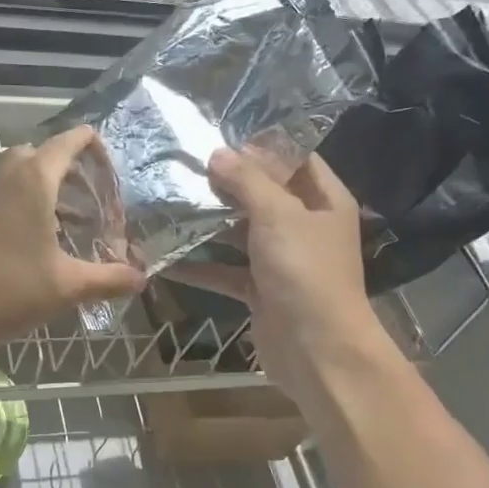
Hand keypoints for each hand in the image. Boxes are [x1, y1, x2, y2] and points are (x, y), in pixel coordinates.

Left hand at [0, 126, 146, 356]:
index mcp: (33, 182)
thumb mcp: (68, 286)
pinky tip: (40, 242)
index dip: (91, 144)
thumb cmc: (10, 291)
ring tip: (73, 222)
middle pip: (40, 154)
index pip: (66, 142)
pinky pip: (3, 197)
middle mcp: (6, 180)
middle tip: (91, 195)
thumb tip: (141, 278)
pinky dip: (25, 205)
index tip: (110, 162)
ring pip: (18, 175)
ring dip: (46, 188)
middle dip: (68, 167)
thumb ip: (109, 278)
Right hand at [170, 149, 398, 416]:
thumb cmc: (305, 272)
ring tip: (167, 204)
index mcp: (324, 200)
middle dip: (225, 184)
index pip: (294, 159)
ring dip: (208, 224)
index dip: (260, 146)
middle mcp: (305, 226)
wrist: (318, 351)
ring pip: (240, 232)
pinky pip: (225, 270)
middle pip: (263, 195)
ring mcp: (282, 260)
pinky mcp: (260, 290)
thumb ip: (247, 181)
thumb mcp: (278, 215)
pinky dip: (199, 266)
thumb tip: (218, 153)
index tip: (218, 136)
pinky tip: (164, 258)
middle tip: (182, 167)